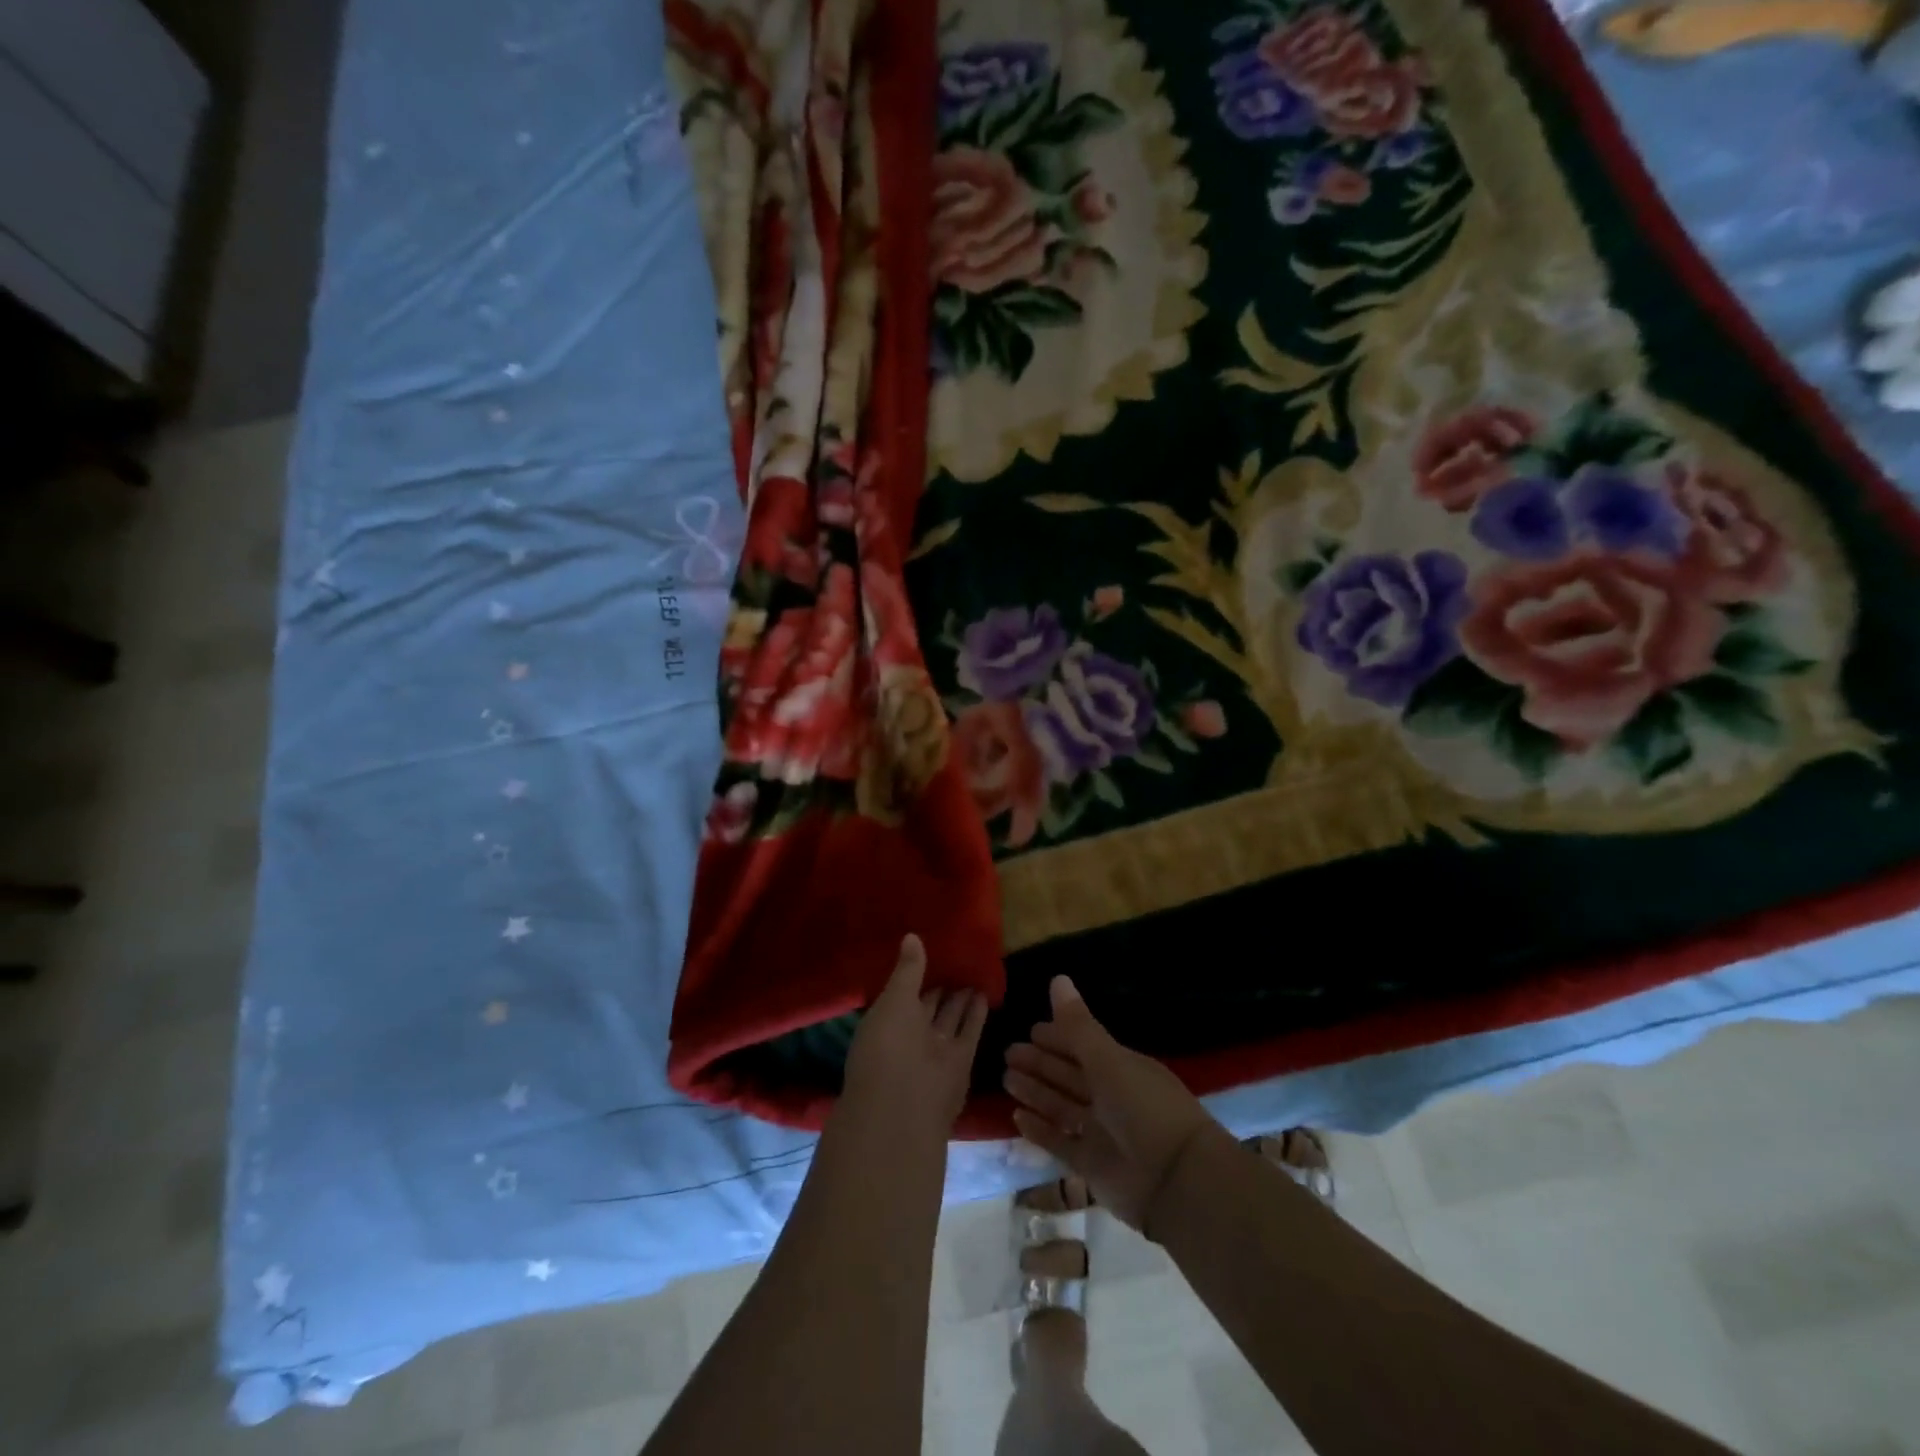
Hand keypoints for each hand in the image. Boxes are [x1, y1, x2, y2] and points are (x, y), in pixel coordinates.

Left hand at [842, 934, 989, 1139]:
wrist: (904, 1105)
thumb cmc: (887, 1046)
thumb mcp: (893, 1000)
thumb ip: (907, 970)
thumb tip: (912, 935)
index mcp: (885, 1021)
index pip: (901, 992)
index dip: (913, 973)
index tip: (927, 949)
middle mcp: (910, 1036)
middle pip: (928, 1004)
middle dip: (939, 984)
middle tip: (955, 957)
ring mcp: (936, 1048)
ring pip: (950, 1016)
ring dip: (960, 997)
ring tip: (973, 970)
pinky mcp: (961, 1059)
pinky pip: (970, 1029)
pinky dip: (977, 1013)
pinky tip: (985, 991)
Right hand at [1002, 975, 1214, 1231]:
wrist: (1175, 1180)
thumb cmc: (1144, 1107)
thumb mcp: (1108, 1060)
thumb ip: (1078, 1024)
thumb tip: (1057, 978)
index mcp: (1120, 1067)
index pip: (1083, 1046)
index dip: (1057, 1037)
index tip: (1030, 1029)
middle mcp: (1110, 1096)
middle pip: (1068, 1074)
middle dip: (1040, 1063)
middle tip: (1008, 1052)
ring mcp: (1100, 1131)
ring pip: (1061, 1105)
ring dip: (1035, 1092)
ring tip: (1007, 1078)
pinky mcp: (1091, 1164)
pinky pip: (1059, 1142)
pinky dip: (1039, 1130)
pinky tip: (1016, 1117)